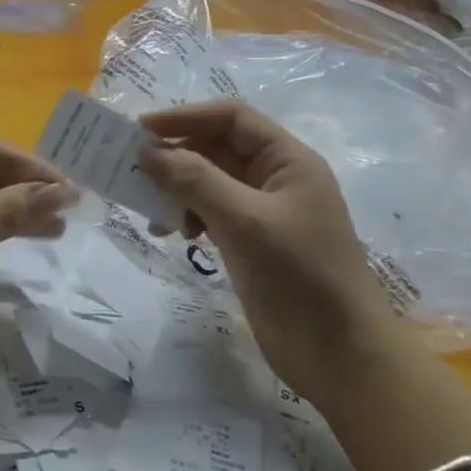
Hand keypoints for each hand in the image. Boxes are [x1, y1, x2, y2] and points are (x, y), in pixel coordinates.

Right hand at [136, 100, 396, 372]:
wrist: (338, 353)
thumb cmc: (298, 275)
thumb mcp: (244, 221)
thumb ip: (194, 180)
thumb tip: (147, 151)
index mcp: (288, 160)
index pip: (232, 118)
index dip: (186, 117)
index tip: (141, 130)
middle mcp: (275, 179)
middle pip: (218, 149)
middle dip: (177, 156)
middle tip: (132, 171)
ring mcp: (263, 213)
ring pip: (210, 183)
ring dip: (178, 190)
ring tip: (151, 212)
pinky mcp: (251, 244)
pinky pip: (211, 214)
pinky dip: (188, 217)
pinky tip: (173, 235)